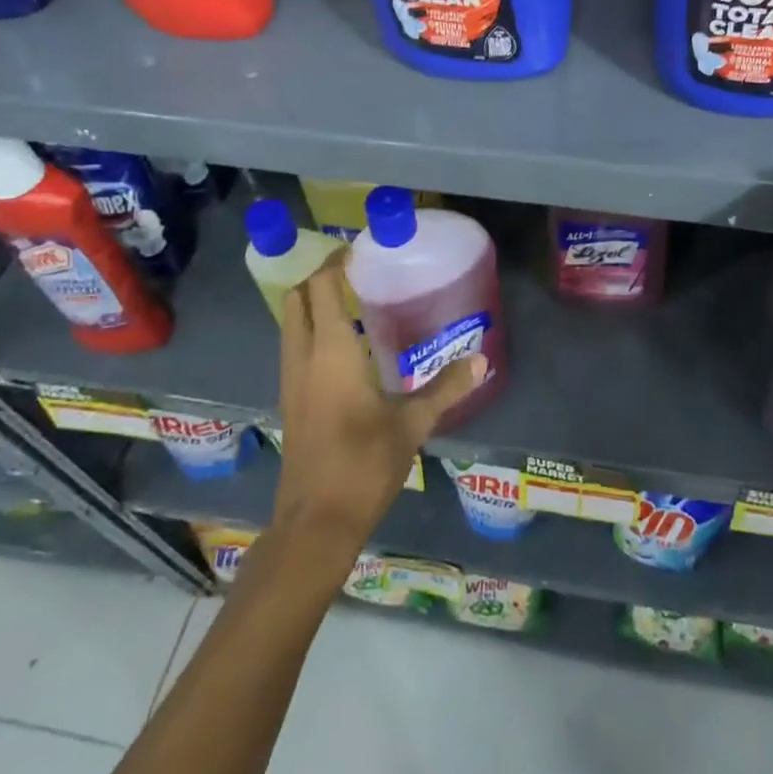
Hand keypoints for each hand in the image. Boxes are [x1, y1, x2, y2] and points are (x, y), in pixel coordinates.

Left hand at [273, 254, 484, 553]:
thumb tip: (481, 360)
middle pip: (297, 299)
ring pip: (292, 324)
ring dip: (314, 305)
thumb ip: (445, 388)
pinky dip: (313, 331)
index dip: (335, 262)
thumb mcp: (412, 424)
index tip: (360, 249)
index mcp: (330, 352)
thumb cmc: (363, 464)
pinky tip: (347, 347)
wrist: (315, 524)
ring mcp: (292, 381)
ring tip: (354, 301)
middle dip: (320, 278)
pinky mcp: (291, 402)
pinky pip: (296, 348)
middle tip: (356, 271)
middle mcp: (303, 358)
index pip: (321, 287)